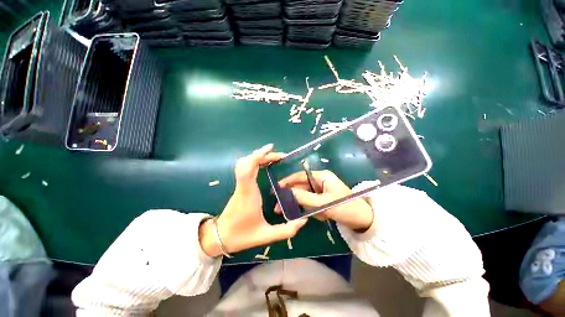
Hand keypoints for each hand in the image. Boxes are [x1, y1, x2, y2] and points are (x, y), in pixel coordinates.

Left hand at [199, 144, 307, 257]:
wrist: (219, 237)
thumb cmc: (242, 235)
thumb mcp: (266, 236)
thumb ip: (286, 230)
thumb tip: (303, 221)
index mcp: (248, 194)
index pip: (248, 169)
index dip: (257, 156)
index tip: (270, 149)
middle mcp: (243, 186)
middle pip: (247, 162)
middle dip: (263, 155)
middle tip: (279, 156)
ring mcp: (240, 185)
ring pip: (245, 163)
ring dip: (258, 157)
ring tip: (273, 157)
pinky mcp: (240, 186)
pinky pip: (245, 168)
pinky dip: (254, 162)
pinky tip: (264, 163)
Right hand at [275, 170, 373, 231]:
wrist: (363, 220)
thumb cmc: (345, 208)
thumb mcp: (324, 203)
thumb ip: (305, 197)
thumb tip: (287, 192)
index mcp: (321, 176)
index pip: (300, 176)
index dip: (287, 181)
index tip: (276, 188)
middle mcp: (320, 181)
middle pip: (300, 186)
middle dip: (290, 196)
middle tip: (278, 206)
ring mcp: (321, 190)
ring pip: (304, 195)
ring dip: (299, 204)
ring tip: (289, 212)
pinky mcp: (322, 199)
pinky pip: (310, 202)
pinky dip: (308, 209)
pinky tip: (311, 215)